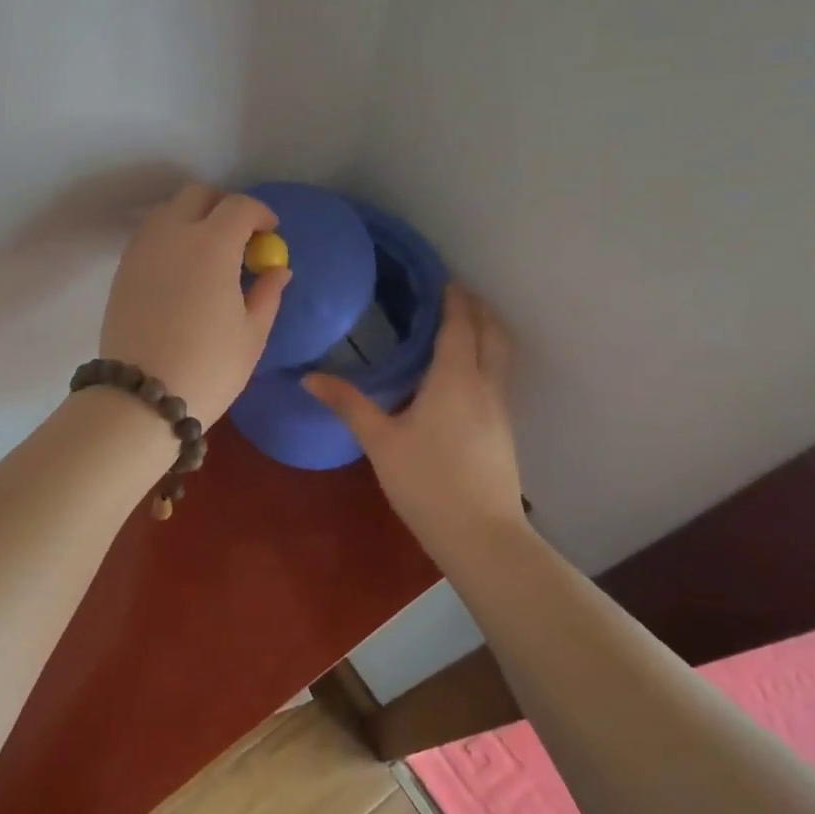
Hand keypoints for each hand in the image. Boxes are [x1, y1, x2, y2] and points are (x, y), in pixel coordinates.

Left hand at [100, 184, 291, 427]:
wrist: (141, 397)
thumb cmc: (208, 366)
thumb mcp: (252, 333)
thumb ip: (268, 292)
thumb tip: (277, 268)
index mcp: (212, 244)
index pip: (239, 207)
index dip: (260, 214)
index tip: (270, 232)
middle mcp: (172, 234)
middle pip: (197, 196)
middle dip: (223, 206)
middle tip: (238, 236)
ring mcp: (142, 249)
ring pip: (168, 211)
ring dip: (192, 218)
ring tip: (208, 252)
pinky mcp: (122, 269)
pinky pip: (149, 236)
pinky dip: (169, 237)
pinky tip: (181, 269)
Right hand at [305, 285, 523, 530]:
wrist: (482, 535)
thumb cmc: (427, 482)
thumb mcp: (380, 442)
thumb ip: (348, 404)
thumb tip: (309, 377)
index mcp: (454, 378)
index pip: (460, 324)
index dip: (454, 298)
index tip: (443, 277)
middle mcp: (485, 385)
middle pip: (492, 332)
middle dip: (478, 308)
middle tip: (455, 294)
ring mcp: (501, 408)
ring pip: (502, 354)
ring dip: (488, 331)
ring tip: (465, 324)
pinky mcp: (505, 429)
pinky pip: (500, 376)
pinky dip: (489, 357)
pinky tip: (467, 373)